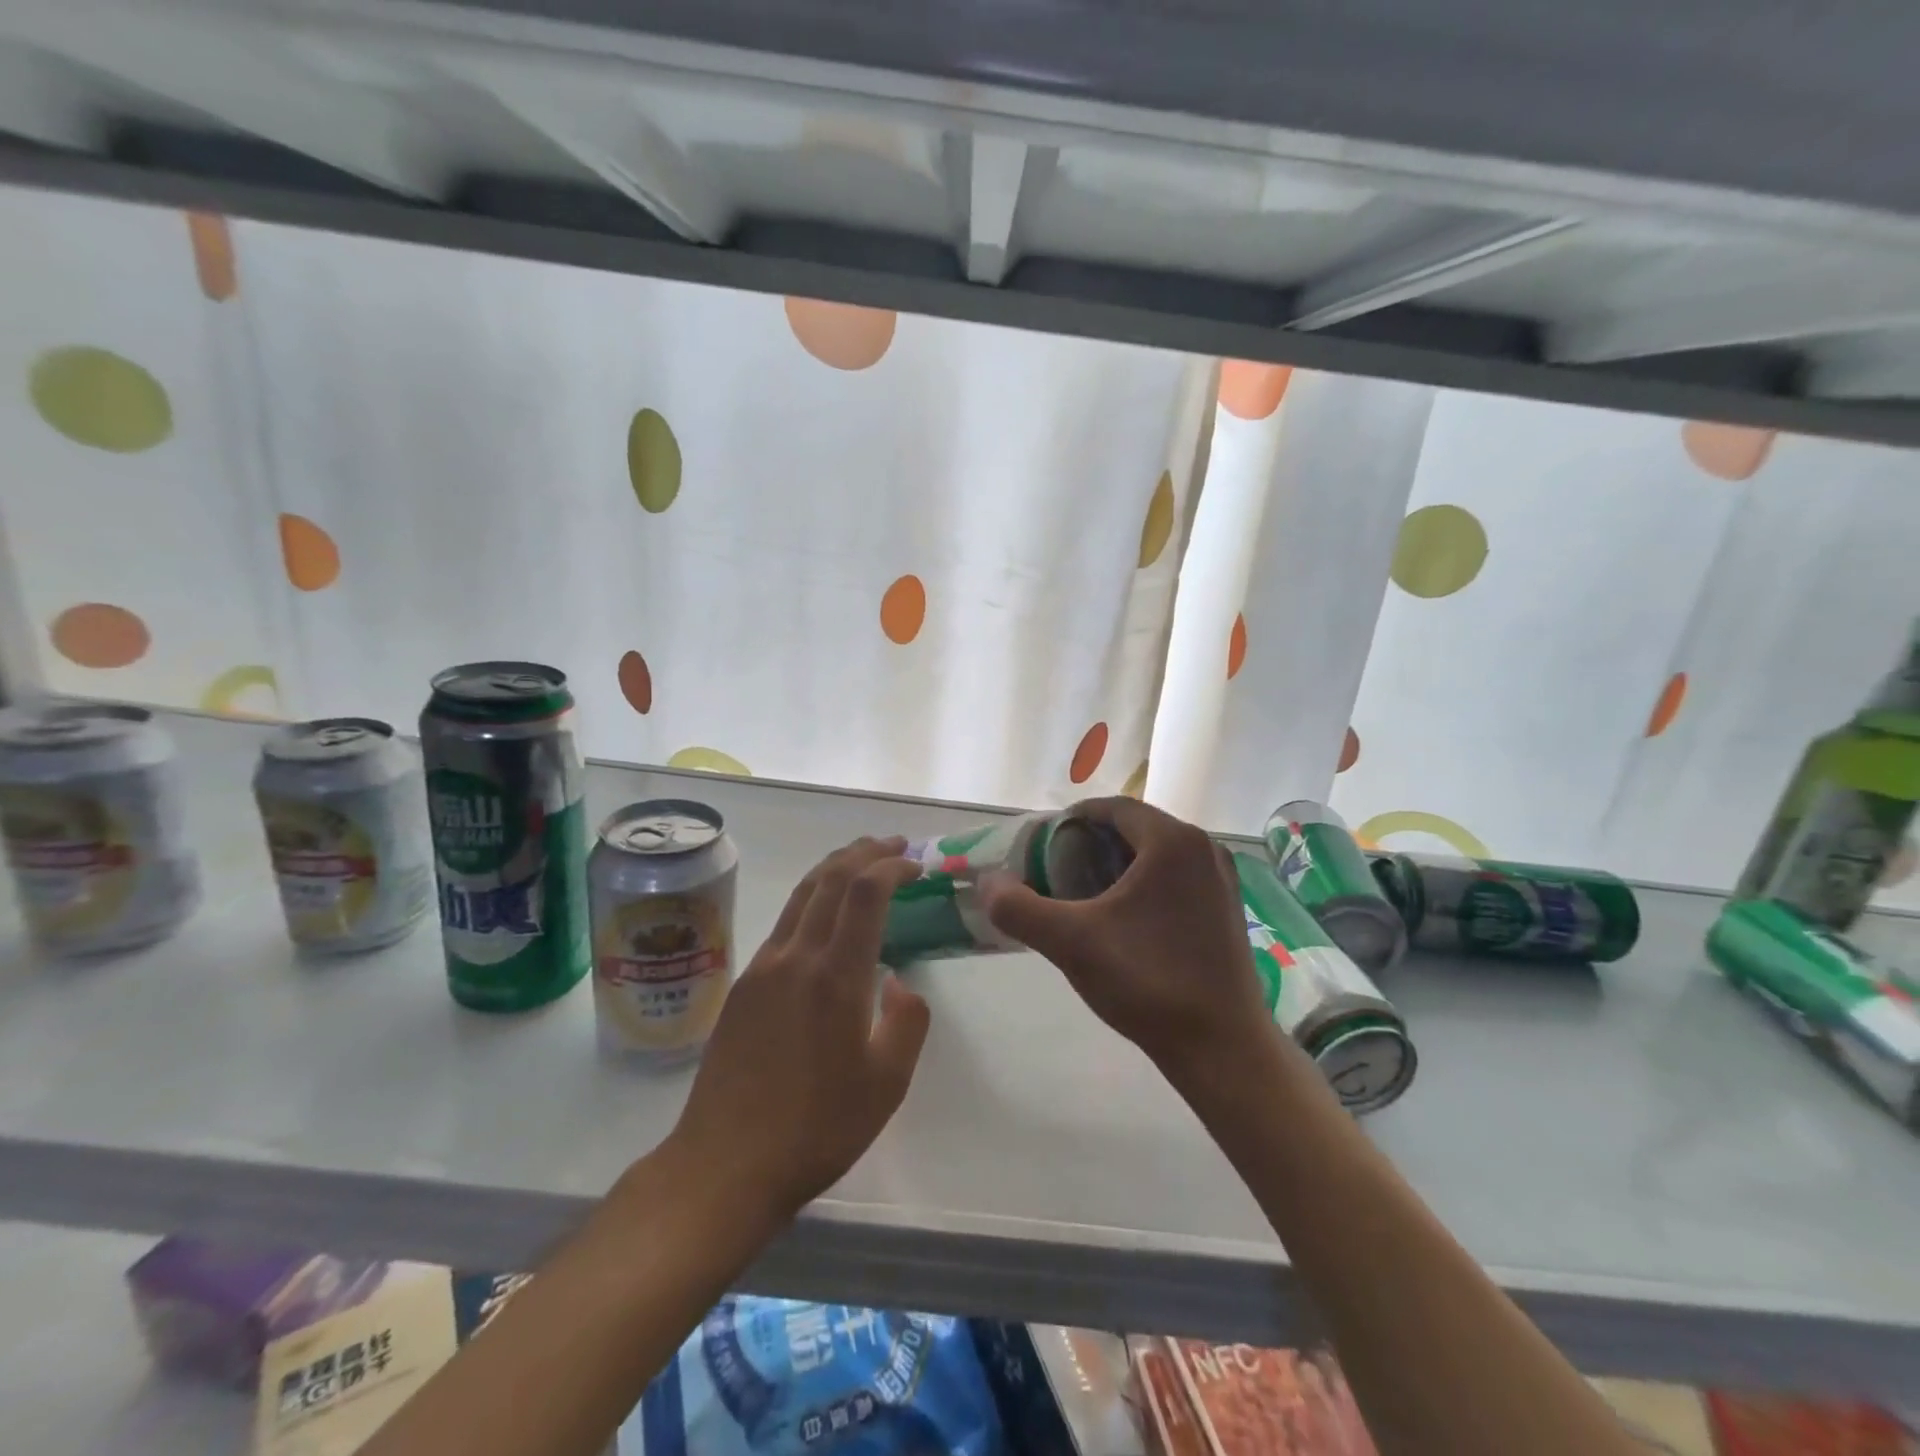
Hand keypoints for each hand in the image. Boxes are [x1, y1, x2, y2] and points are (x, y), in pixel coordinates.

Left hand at [666, 837, 930, 1221]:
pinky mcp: (743, 986)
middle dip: (863, 853)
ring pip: (801, 895)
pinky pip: (784, 923)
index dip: (891, 867)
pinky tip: (823, 917)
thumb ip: (906, 1022)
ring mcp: (763, 968)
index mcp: (835, 976)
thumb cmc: (816, 1128)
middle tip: (892, 845)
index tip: (916, 865)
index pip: (864, 893)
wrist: (725, 1164)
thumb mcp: (886, 1084)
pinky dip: (812, 900)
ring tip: (860, 861)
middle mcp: (795, 957)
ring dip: (834, 868)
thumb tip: (897, 983)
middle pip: (829, 879)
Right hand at [981, 798, 1268, 1079]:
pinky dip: (1146, 884)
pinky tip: (1126, 920)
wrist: (1222, 1047)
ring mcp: (1222, 878)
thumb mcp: (1071, 942)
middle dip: (1093, 843)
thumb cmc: (1147, 981)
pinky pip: (1177, 877)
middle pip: (1135, 828)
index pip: (1113, 808)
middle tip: (1058, 870)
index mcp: (1172, 840)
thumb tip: (988, 883)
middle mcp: (1203, 848)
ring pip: (1157, 854)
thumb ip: (1019, 908)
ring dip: (1119, 864)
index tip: (1043, 843)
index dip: (1073, 819)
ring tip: (1086, 894)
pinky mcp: (1228, 908)